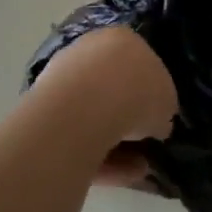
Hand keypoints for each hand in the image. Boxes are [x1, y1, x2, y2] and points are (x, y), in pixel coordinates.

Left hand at [32, 27, 178, 186]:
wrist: (85, 109)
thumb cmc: (136, 91)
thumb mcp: (167, 100)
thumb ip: (161, 108)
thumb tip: (155, 123)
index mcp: (120, 38)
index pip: (139, 62)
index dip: (150, 90)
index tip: (157, 115)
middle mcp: (88, 52)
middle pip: (112, 88)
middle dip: (128, 118)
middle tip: (145, 142)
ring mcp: (61, 82)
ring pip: (94, 117)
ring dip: (117, 144)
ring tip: (138, 168)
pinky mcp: (43, 114)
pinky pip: (77, 137)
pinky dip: (99, 156)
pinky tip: (121, 174)